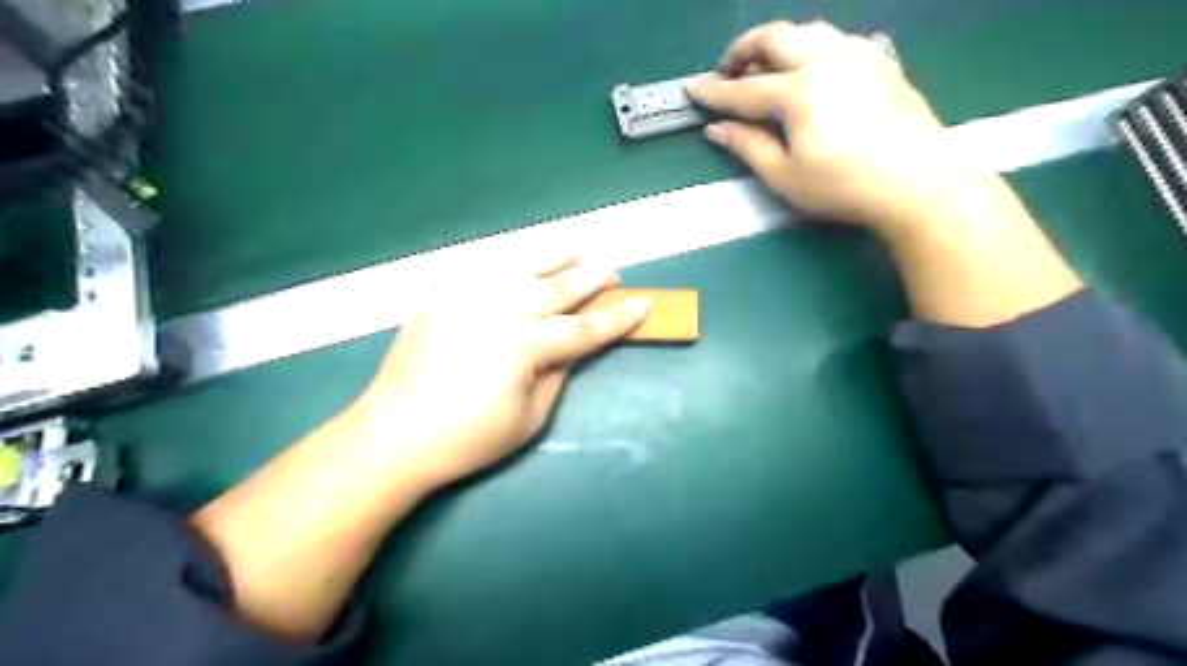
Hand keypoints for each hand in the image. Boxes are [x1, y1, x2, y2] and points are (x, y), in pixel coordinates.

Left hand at [350, 255, 653, 487]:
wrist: (394, 434)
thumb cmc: (468, 438)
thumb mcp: (529, 418)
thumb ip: (557, 376)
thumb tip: (572, 349)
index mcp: (526, 344)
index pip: (584, 328)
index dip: (617, 319)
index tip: (643, 305)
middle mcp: (501, 309)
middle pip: (559, 287)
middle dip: (592, 278)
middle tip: (614, 273)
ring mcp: (469, 297)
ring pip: (522, 265)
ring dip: (555, 256)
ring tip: (577, 250)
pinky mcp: (444, 296)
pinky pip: (484, 269)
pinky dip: (510, 263)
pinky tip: (522, 263)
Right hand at [687, 22, 973, 232]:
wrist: (918, 182)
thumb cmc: (844, 186)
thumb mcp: (786, 175)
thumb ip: (748, 146)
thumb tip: (716, 128)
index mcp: (798, 91)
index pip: (744, 89)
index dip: (714, 91)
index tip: (691, 88)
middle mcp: (826, 60)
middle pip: (776, 36)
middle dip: (744, 48)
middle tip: (729, 70)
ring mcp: (858, 55)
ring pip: (809, 30)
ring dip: (780, 43)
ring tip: (767, 68)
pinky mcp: (881, 62)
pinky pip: (838, 40)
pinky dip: (813, 48)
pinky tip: (813, 71)